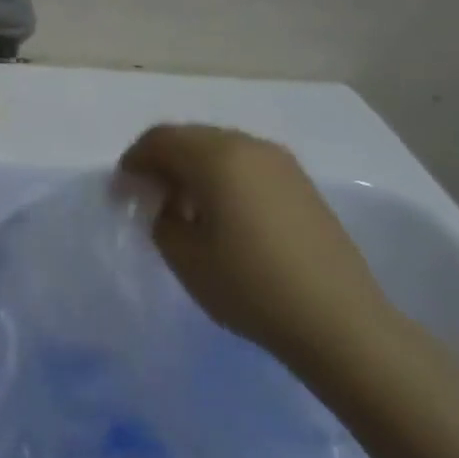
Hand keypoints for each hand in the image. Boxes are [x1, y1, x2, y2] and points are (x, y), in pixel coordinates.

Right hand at [120, 124, 397, 365]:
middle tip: (146, 196)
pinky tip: (219, 213)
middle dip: (161, 161)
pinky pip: (246, 165)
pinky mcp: (301, 185)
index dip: (133, 160)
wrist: (337, 320)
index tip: (121, 191)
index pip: (160, 139)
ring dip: (192, 168)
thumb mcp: (182, 255)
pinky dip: (221, 178)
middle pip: (191, 137)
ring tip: (181, 207)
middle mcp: (250, 146)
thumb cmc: (248, 285)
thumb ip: (161, 217)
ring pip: (220, 149)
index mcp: (217, 157)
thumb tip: (166, 202)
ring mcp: (281, 164)